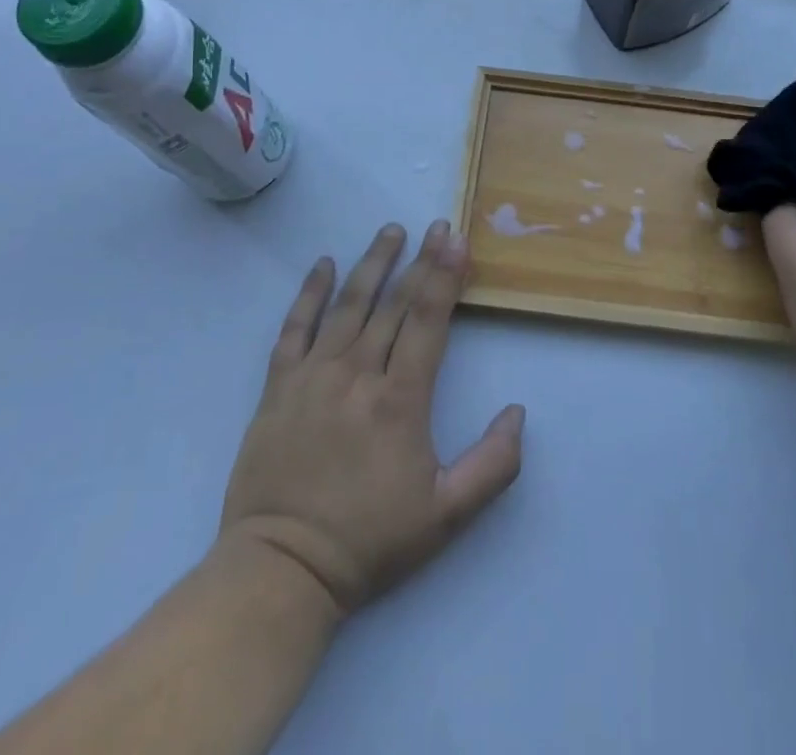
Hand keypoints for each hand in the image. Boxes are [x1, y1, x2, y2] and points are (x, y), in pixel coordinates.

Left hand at [218, 221, 524, 617]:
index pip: (427, 321)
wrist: (282, 570)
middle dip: (419, 261)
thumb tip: (518, 412)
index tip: (455, 239)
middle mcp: (357, 375)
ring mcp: (313, 376)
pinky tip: (323, 265)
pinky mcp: (278, 388)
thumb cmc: (369, 540)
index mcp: (399, 400)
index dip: (444, 276)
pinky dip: (309, 294)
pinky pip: (294, 329)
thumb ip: (492, 465)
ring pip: (347, 306)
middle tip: (435, 226)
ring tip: (390, 231)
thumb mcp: (446, 515)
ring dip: (371, 264)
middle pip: (392, 304)